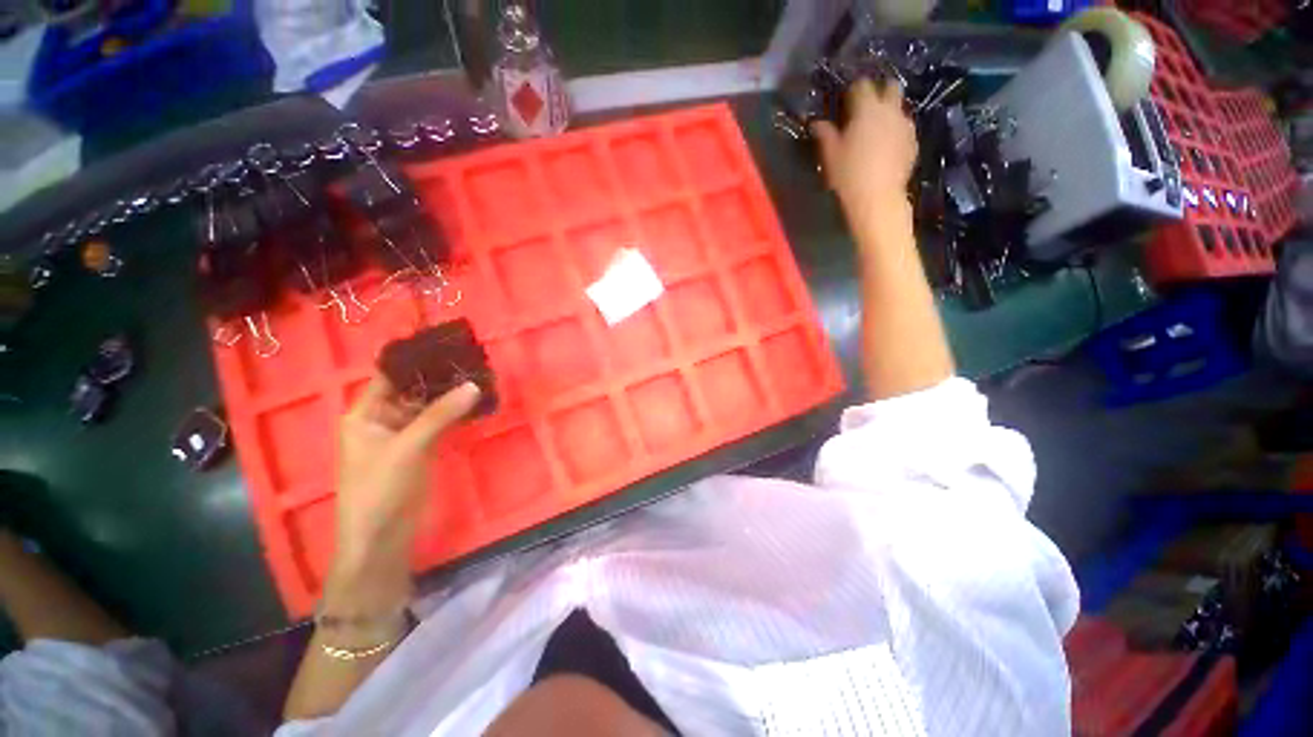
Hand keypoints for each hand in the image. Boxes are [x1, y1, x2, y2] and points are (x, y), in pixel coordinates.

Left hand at [326, 376, 480, 613]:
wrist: (382, 539)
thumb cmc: (379, 489)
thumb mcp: (408, 448)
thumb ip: (440, 414)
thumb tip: (474, 385)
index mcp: (365, 414)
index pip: (390, 376)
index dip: (415, 360)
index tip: (446, 345)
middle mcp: (383, 420)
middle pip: (413, 389)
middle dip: (439, 376)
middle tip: (472, 359)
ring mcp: (404, 435)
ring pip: (429, 406)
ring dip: (450, 394)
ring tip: (479, 374)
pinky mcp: (422, 449)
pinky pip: (440, 423)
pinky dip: (456, 412)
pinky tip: (476, 401)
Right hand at [810, 78, 917, 233]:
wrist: (878, 197)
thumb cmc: (849, 175)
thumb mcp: (830, 155)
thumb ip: (825, 134)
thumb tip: (817, 123)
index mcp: (866, 109)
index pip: (861, 85)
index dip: (853, 90)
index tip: (846, 100)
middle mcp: (889, 110)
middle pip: (889, 87)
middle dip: (879, 91)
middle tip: (866, 108)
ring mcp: (905, 125)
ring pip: (899, 108)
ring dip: (888, 113)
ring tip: (876, 130)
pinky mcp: (913, 141)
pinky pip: (904, 128)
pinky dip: (895, 131)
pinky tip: (886, 147)